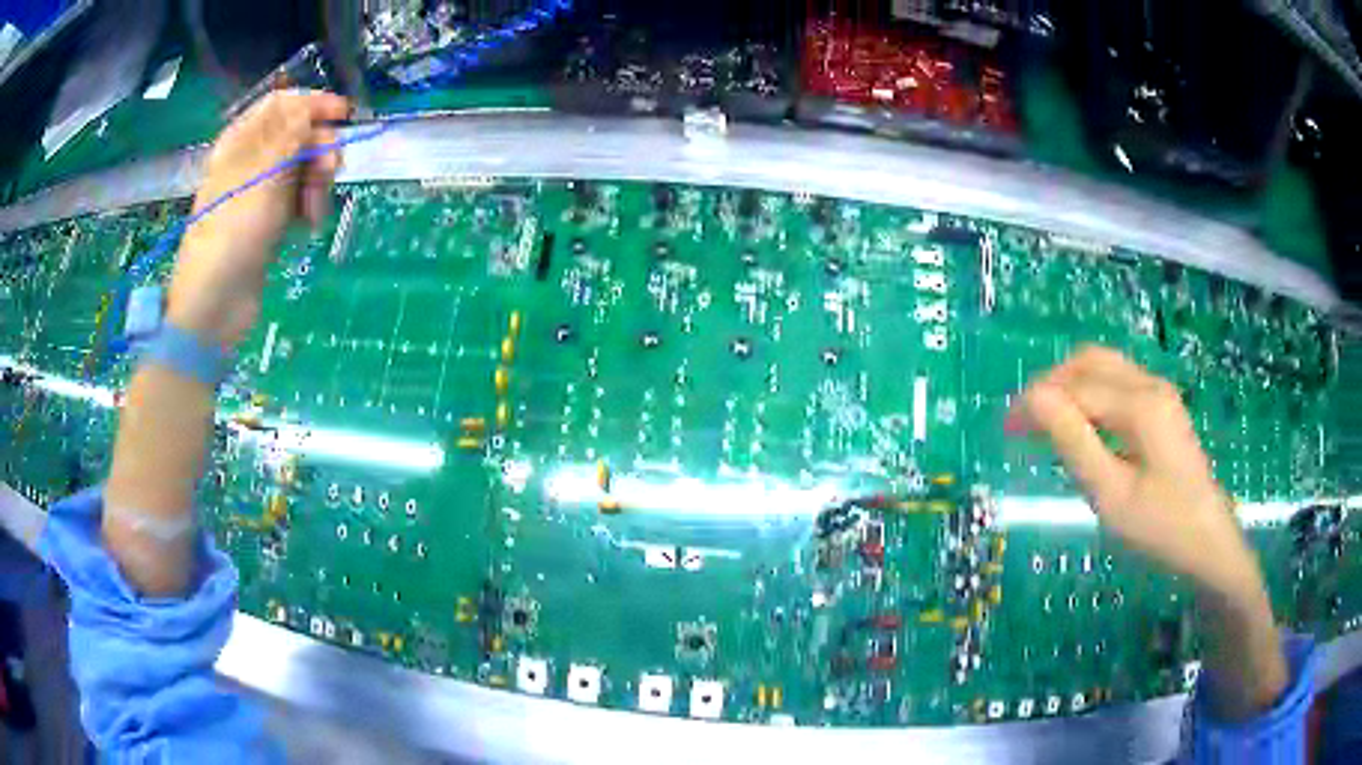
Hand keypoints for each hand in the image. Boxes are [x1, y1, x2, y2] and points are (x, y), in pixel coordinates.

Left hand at [166, 90, 350, 349]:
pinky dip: (308, 206)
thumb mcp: (263, 177)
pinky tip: (310, 223)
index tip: (343, 115)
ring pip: (301, 168)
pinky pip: (297, 198)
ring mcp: (259, 193)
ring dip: (317, 182)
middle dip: (319, 150)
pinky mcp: (268, 221)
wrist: (214, 308)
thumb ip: (290, 136)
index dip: (312, 104)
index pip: (281, 104)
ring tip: (315, 212)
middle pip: (296, 135)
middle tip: (332, 171)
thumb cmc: (231, 236)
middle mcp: (250, 161)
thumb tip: (311, 105)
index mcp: (240, 142)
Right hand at [1007, 346, 1259, 598]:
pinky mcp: (1162, 408)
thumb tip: (1033, 399)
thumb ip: (1074, 442)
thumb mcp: (1112, 495)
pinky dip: (1090, 396)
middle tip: (1024, 425)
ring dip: (1070, 387)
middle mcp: (1150, 384)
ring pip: (1104, 368)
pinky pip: (1117, 385)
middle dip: (1051, 384)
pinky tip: (1081, 429)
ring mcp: (1159, 393)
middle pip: (1090, 361)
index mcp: (1140, 404)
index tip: (1006, 429)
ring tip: (1046, 426)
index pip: (1077, 385)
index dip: (1037, 401)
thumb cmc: (1161, 528)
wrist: (1209, 544)